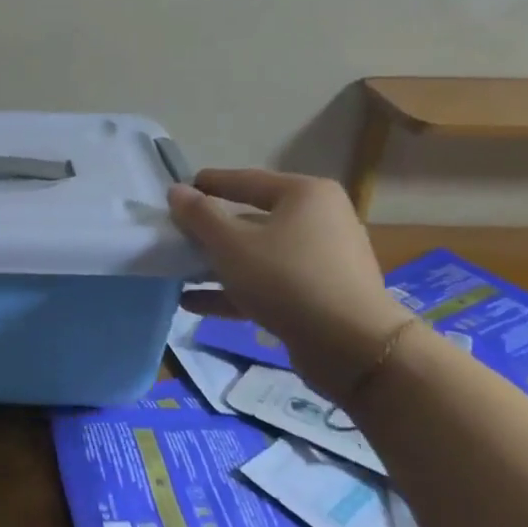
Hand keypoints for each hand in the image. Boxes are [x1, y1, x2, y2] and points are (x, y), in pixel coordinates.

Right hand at [168, 168, 411, 398]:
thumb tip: (176, 190)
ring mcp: (321, 260)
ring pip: (258, 255)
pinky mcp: (319, 295)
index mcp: (304, 195)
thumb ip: (199, 215)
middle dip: (210, 231)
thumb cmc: (286, 279)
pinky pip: (268, 284)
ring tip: (178, 272)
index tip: (176, 191)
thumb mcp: (231, 244)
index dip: (208, 184)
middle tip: (175, 235)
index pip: (246, 180)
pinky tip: (194, 303)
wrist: (352, 346)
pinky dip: (234, 291)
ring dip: (217, 264)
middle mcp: (319, 220)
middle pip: (252, 219)